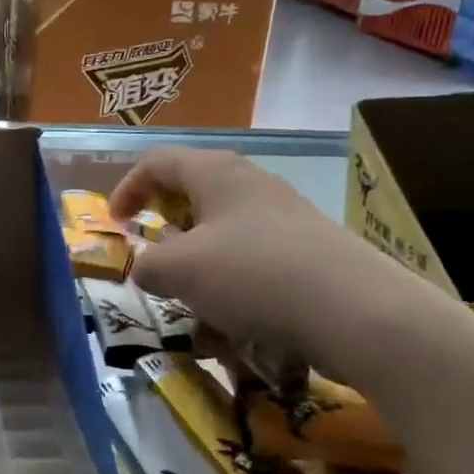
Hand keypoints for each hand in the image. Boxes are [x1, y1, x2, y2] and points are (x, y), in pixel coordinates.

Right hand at [109, 147, 432, 385]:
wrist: (357, 312)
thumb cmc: (252, 274)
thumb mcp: (179, 271)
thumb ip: (147, 265)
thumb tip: (147, 267)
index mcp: (215, 173)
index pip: (157, 162)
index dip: (127, 188)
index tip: (116, 224)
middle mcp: (251, 183)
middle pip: (193, 187)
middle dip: (165, 219)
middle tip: (152, 251)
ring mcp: (285, 214)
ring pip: (224, 223)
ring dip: (198, 250)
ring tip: (190, 287)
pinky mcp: (309, 248)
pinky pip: (254, 251)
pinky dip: (231, 272)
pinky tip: (234, 308)